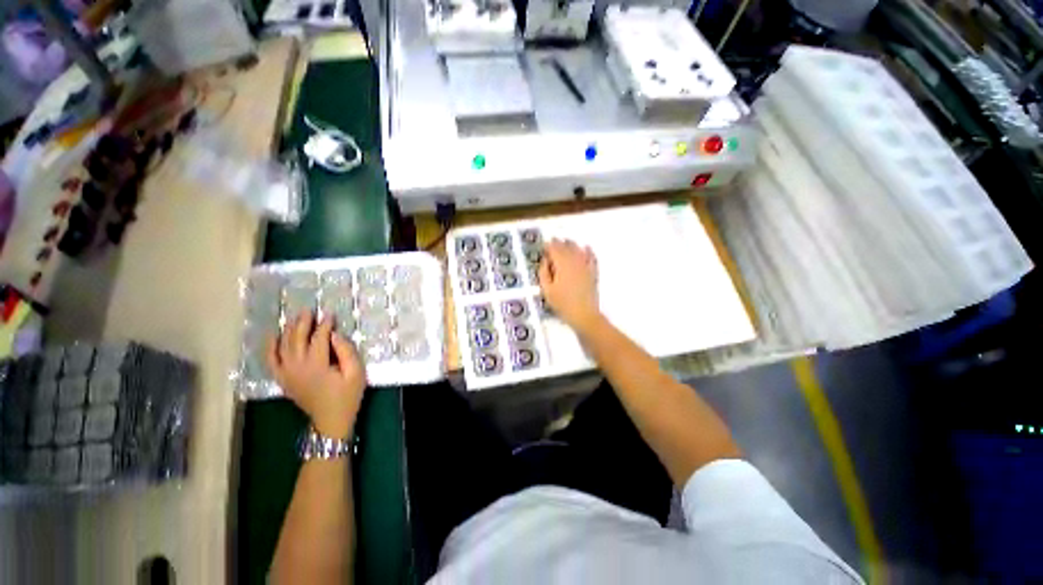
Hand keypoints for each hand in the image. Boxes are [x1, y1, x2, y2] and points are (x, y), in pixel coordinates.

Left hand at [268, 311, 365, 439]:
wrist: (330, 421)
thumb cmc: (347, 396)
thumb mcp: (356, 373)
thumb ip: (346, 352)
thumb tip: (334, 335)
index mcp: (317, 365)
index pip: (319, 338)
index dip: (325, 325)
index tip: (330, 314)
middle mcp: (297, 367)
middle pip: (297, 339)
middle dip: (303, 323)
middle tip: (309, 310)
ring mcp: (287, 374)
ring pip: (283, 346)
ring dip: (288, 330)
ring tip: (295, 318)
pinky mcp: (283, 380)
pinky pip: (271, 361)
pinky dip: (270, 347)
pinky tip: (273, 336)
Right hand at [539, 239, 601, 331]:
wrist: (584, 314)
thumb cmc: (562, 303)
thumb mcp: (547, 290)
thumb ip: (543, 273)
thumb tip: (545, 260)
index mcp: (562, 264)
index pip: (554, 249)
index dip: (549, 245)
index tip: (544, 244)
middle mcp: (574, 261)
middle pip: (566, 247)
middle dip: (559, 243)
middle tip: (553, 241)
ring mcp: (585, 266)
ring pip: (578, 249)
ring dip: (571, 244)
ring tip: (566, 242)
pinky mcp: (593, 272)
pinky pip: (592, 257)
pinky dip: (588, 251)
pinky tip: (586, 247)